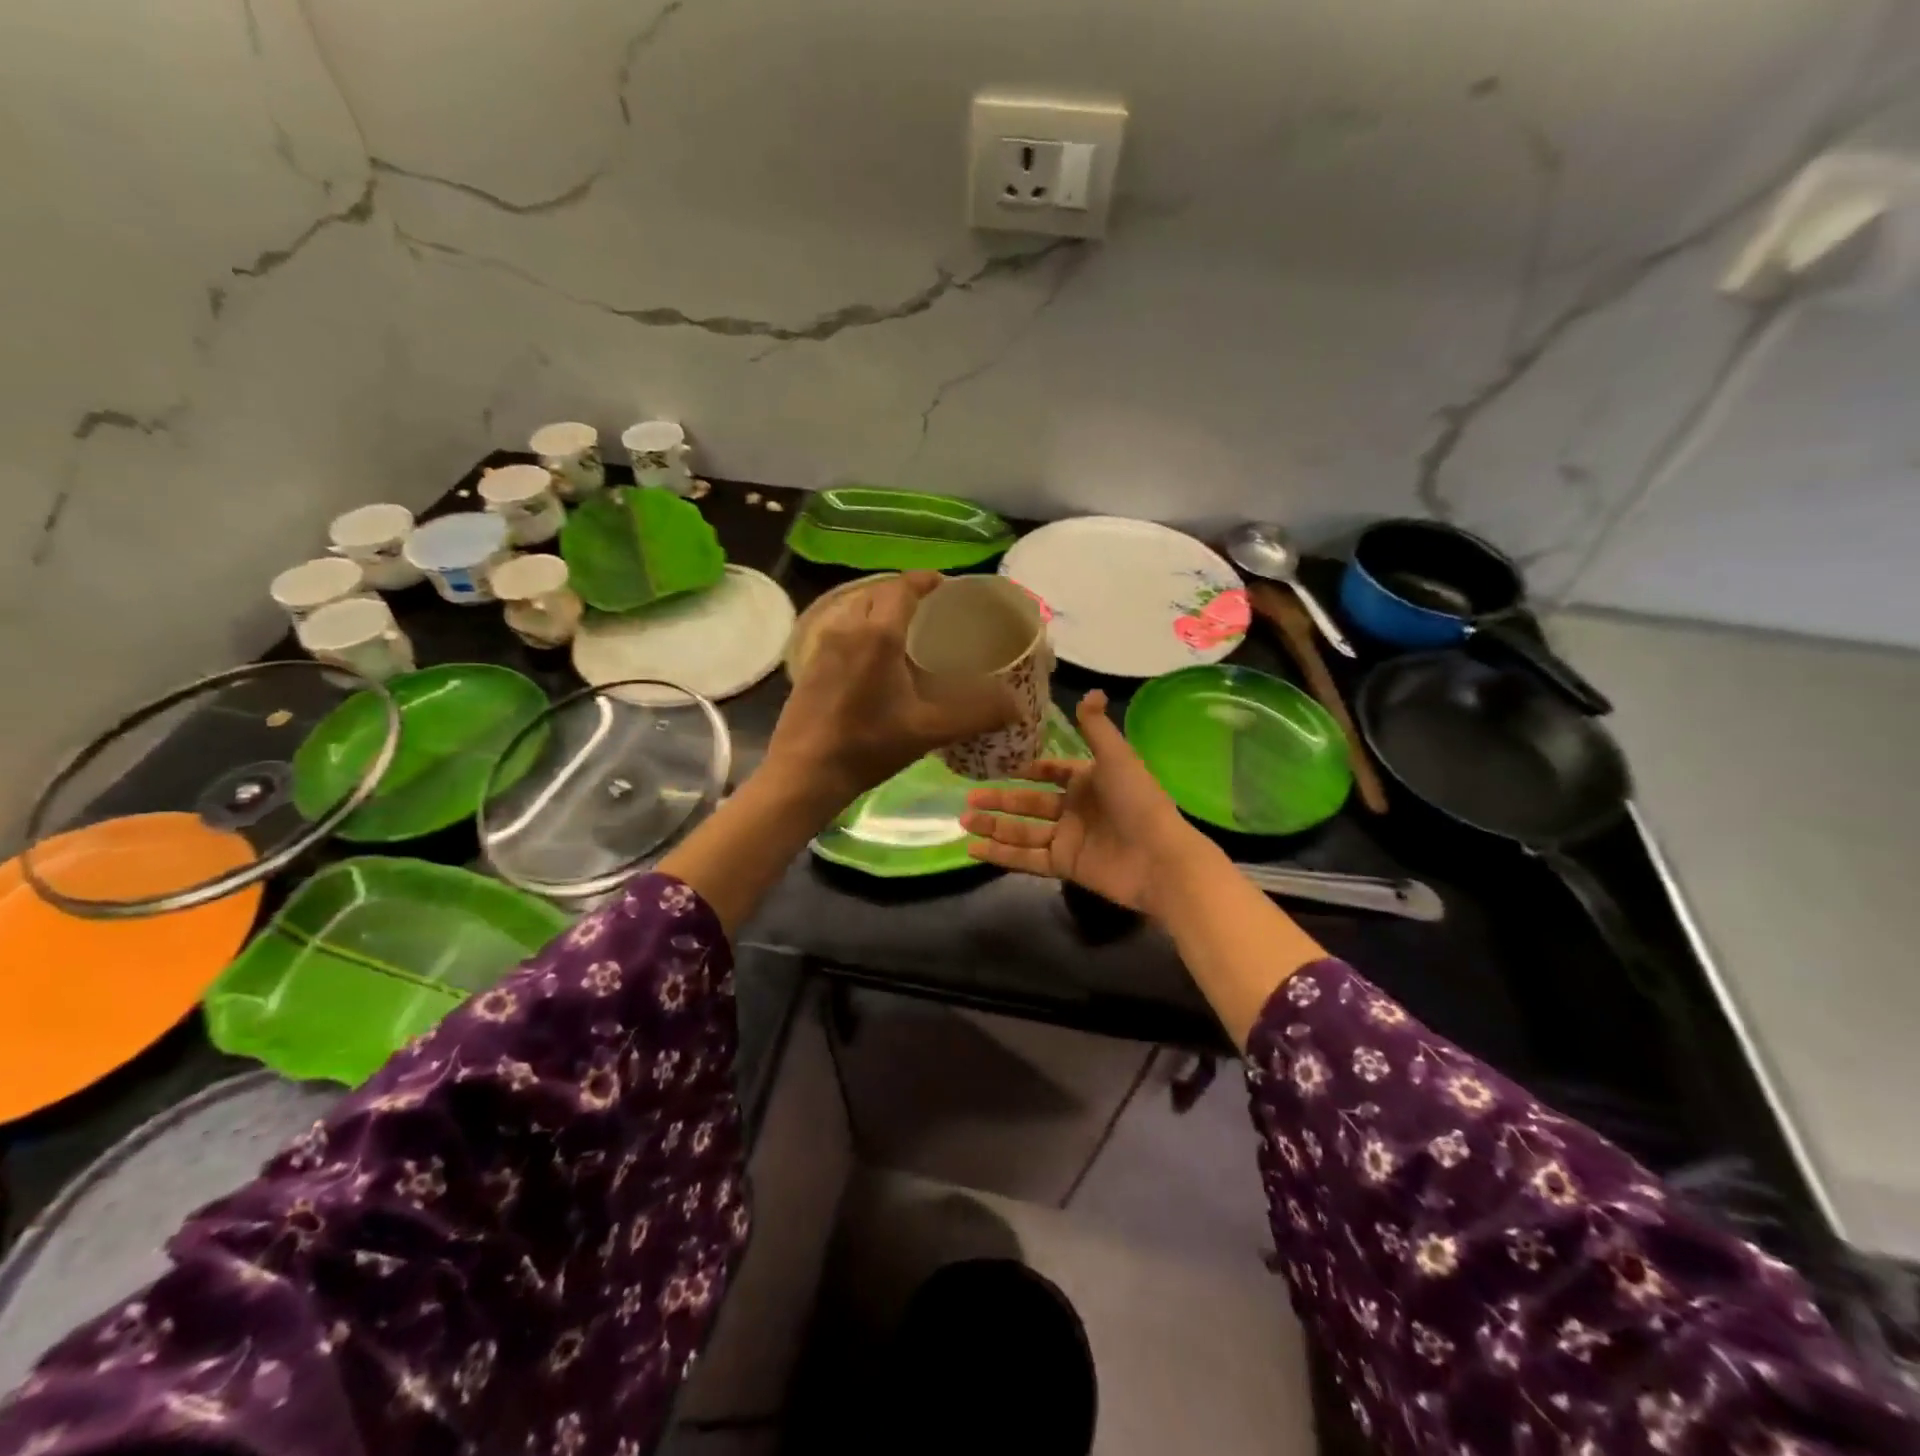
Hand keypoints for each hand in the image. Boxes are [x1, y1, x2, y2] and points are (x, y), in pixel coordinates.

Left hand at [764, 571, 1016, 811]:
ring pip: (855, 610)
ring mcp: (823, 646)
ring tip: (904, 635)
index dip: (926, 580)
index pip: (903, 588)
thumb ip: (976, 714)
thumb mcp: (929, 731)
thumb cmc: (868, 746)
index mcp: (878, 635)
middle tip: (930, 614)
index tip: (945, 586)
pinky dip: (861, 631)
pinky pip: (840, 630)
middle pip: (878, 594)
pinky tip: (874, 662)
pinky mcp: (809, 665)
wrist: (804, 773)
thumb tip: (1016, 706)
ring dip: (880, 612)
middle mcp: (847, 628)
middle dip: (904, 594)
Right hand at [961, 690, 1204, 916]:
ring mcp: (1068, 839)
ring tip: (964, 821)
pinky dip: (1001, 855)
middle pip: (1029, 803)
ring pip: (1023, 831)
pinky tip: (974, 850)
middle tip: (968, 799)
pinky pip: (1027, 859)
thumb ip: (1096, 728)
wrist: (1159, 858)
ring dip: (994, 827)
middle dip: (999, 800)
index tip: (997, 765)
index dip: (1027, 770)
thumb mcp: (1116, 757)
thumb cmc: (1138, 801)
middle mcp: (1075, 809)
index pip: (1052, 773)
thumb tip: (1091, 691)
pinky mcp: (1065, 866)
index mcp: (1087, 781)